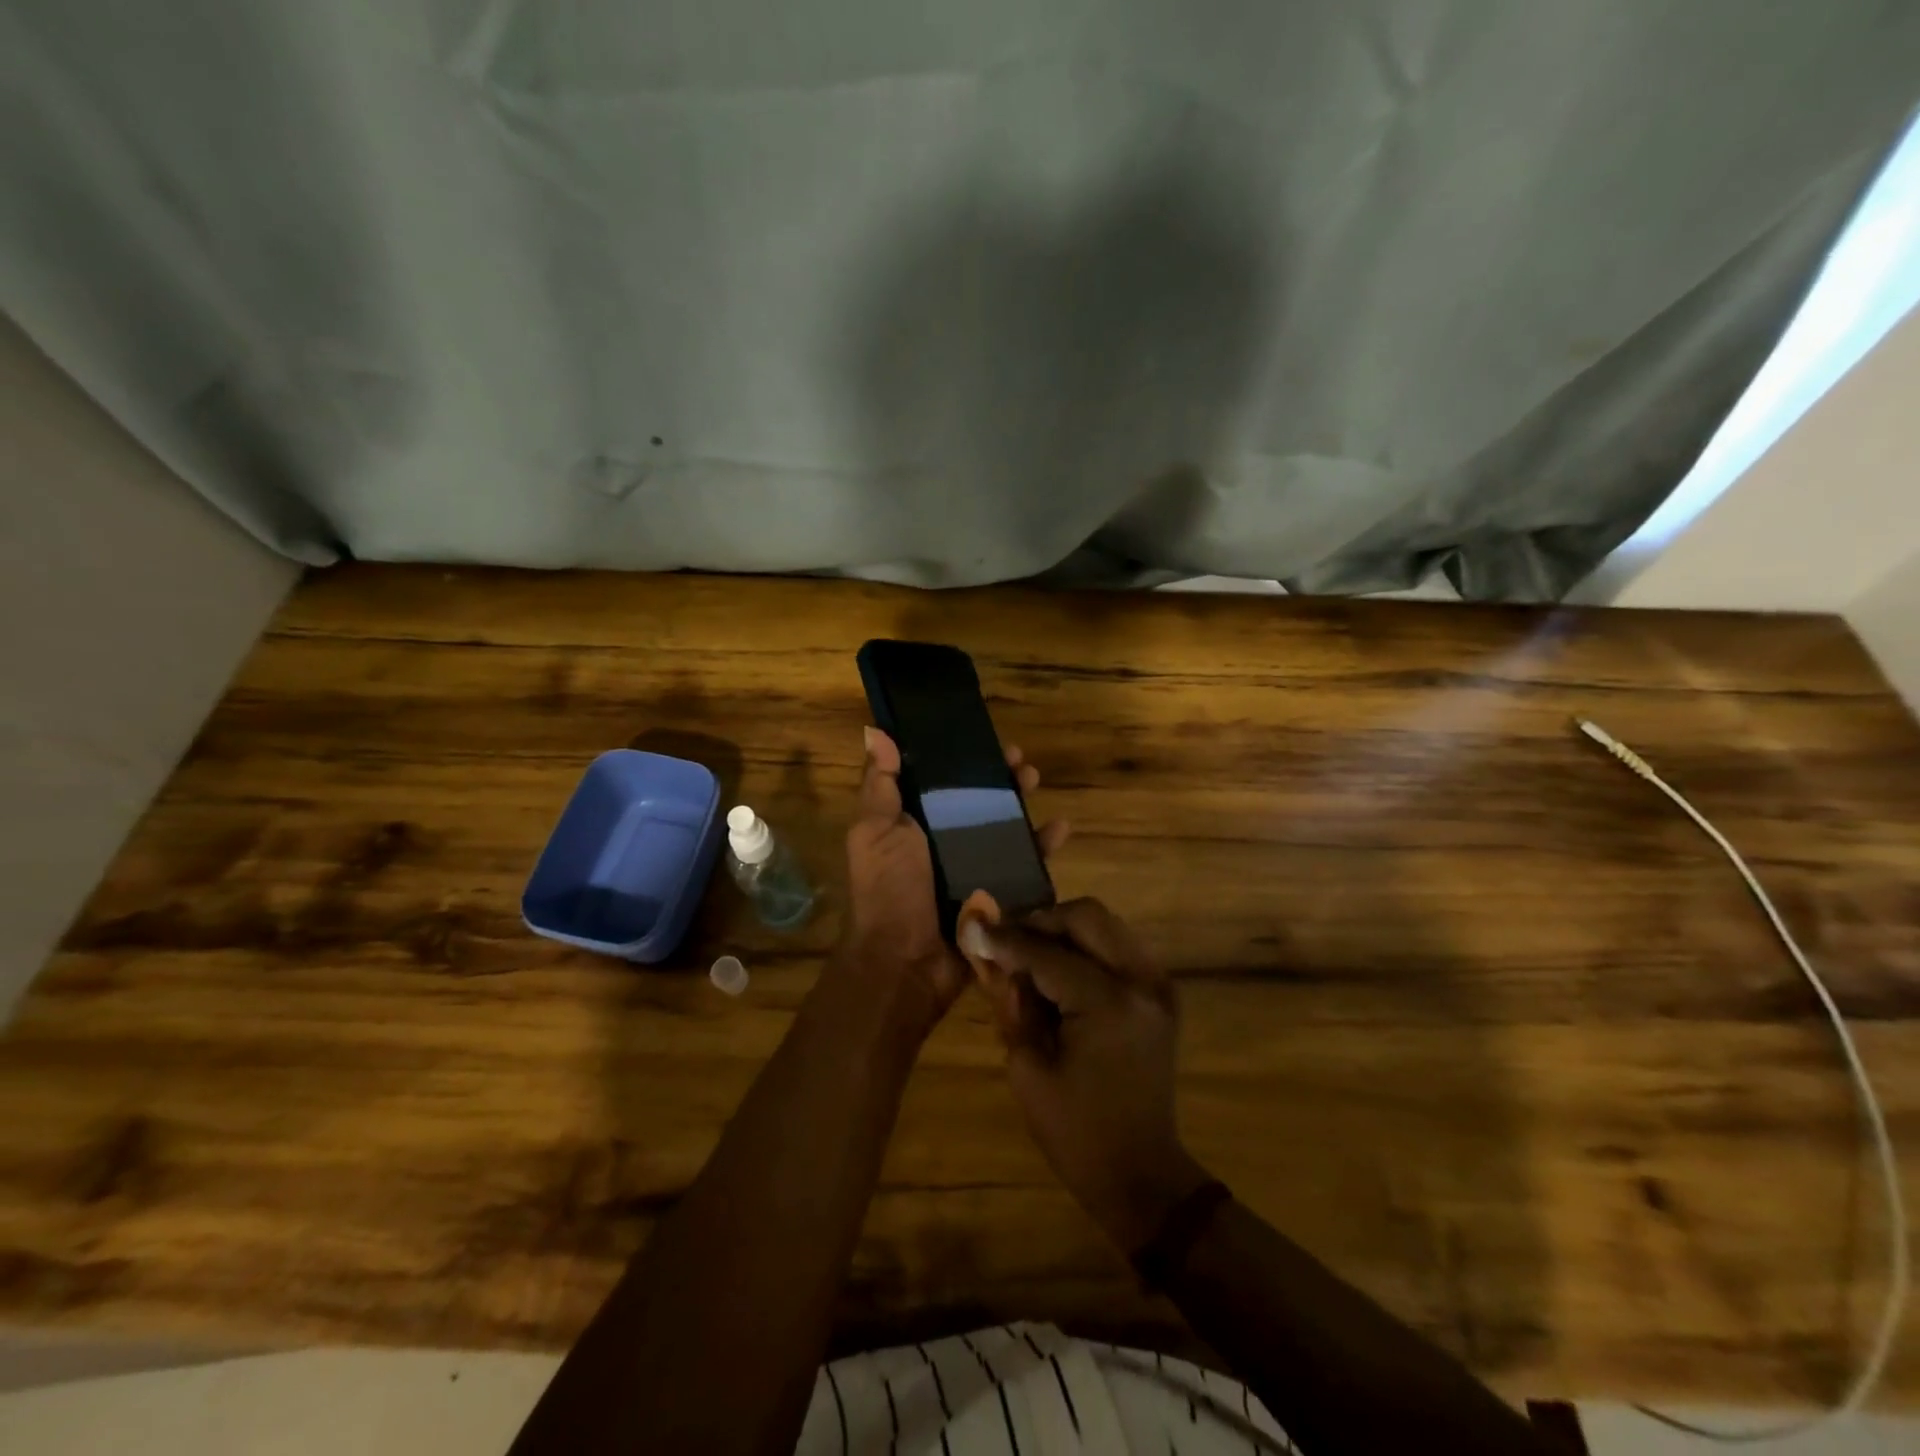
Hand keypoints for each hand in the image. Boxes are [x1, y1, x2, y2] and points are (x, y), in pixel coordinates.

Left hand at [837, 727, 1067, 1034]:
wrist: (905, 962)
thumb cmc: (888, 889)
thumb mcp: (874, 831)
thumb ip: (880, 785)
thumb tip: (876, 732)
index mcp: (913, 824)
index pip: (942, 782)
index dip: (962, 760)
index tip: (983, 740)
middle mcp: (944, 843)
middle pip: (978, 802)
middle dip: (1000, 779)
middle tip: (1020, 762)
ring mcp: (974, 869)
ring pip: (1005, 828)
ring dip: (1023, 804)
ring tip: (1036, 783)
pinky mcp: (998, 894)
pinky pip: (1026, 866)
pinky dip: (1043, 847)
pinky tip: (1060, 829)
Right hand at [961, 898, 1209, 1253]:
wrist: (1141, 1174)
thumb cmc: (1076, 1132)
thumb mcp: (1028, 1069)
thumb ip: (1013, 1003)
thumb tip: (993, 954)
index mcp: (1108, 1004)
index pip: (1047, 953)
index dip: (1006, 940)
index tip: (974, 926)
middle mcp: (1141, 981)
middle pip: (1086, 916)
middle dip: (1041, 921)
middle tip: (1008, 940)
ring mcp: (1158, 985)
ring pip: (1106, 925)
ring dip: (1065, 929)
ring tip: (1031, 952)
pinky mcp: (1161, 994)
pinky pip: (1120, 946)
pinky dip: (1088, 946)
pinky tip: (1062, 969)